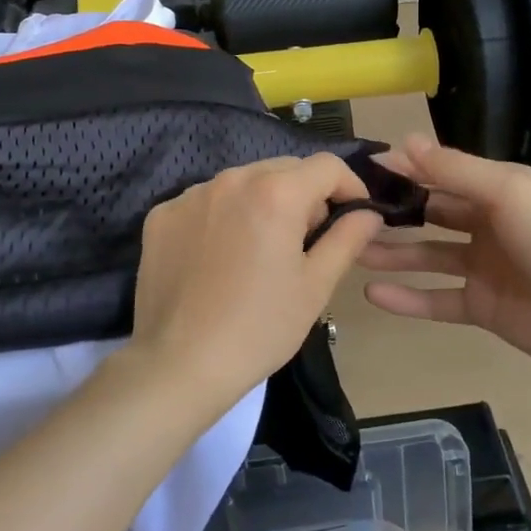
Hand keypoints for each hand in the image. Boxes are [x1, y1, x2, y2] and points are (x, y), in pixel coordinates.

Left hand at [129, 155, 384, 407]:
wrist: (179, 365)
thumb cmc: (259, 328)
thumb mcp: (315, 286)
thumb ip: (347, 238)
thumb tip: (368, 213)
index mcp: (275, 192)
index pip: (327, 166)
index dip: (350, 186)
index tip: (354, 216)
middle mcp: (231, 179)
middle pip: (284, 169)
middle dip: (306, 195)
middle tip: (308, 240)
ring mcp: (191, 195)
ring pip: (244, 183)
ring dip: (264, 203)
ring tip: (262, 249)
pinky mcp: (162, 215)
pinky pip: (207, 201)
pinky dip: (224, 216)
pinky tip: (221, 257)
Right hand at [360, 136, 530, 378]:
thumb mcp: (506, 190)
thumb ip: (453, 170)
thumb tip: (402, 141)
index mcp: (495, 190)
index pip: (439, 174)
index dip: (402, 171)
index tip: (357, 171)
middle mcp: (486, 225)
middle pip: (430, 214)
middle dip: (391, 213)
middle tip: (345, 214)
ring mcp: (483, 268)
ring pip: (428, 256)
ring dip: (393, 253)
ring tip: (351, 250)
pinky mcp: (483, 308)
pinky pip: (438, 301)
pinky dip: (408, 299)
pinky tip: (373, 293)